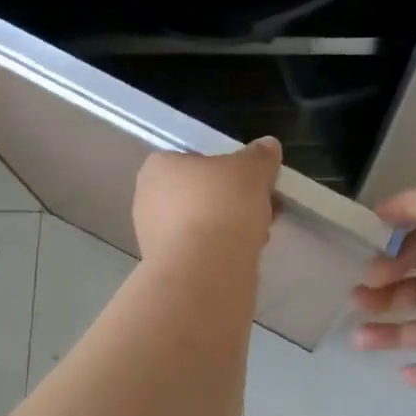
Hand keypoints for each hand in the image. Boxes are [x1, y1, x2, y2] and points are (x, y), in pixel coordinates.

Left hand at [133, 137, 282, 264]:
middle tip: (265, 207)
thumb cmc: (221, 205)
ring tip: (261, 234)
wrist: (204, 269)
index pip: (196, 160)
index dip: (229, 169)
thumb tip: (268, 146)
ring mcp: (153, 237)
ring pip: (203, 224)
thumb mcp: (251, 170)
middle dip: (235, 201)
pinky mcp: (167, 267)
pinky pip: (200, 251)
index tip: (255, 182)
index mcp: (159, 167)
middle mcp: (148, 199)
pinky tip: (245, 256)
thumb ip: (260, 156)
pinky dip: (222, 251)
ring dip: (232, 227)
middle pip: (202, 193)